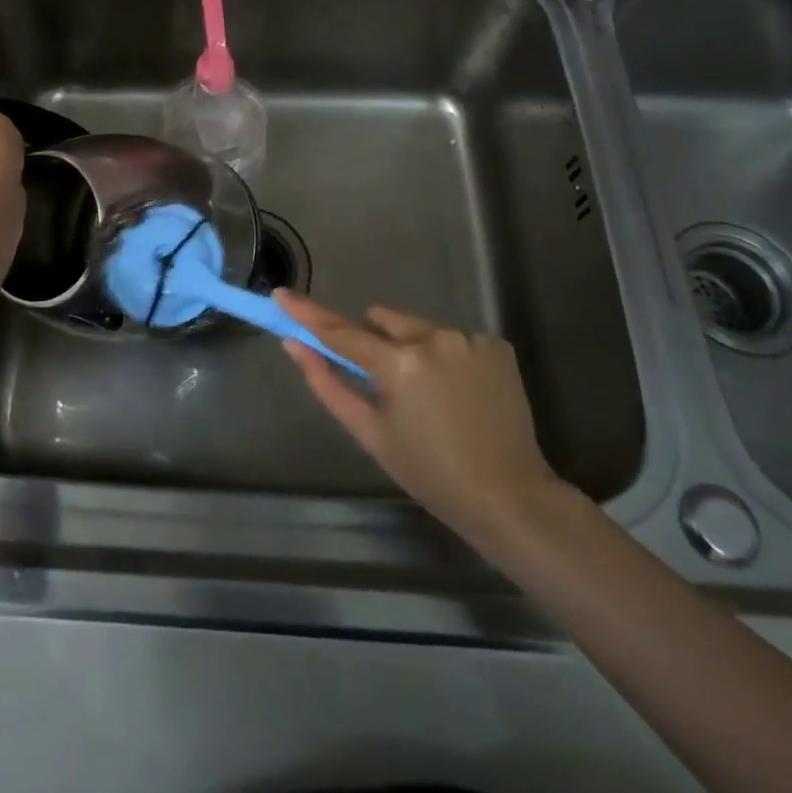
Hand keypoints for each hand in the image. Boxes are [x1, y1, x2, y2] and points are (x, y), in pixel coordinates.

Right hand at [274, 290, 570, 558]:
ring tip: (433, 398)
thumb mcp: (371, 433)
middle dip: (376, 343)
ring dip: (414, 350)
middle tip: (387, 387)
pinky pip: (454, 339)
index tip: (280, 294)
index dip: (307, 312)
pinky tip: (462, 394)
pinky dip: (449, 358)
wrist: (511, 498)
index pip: (340, 330)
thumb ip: (328, 384)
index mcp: (398, 363)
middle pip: (383, 321)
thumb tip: (295, 345)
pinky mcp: (496, 344)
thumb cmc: (430, 474)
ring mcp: (468, 338)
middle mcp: (433, 338)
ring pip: (420, 329)